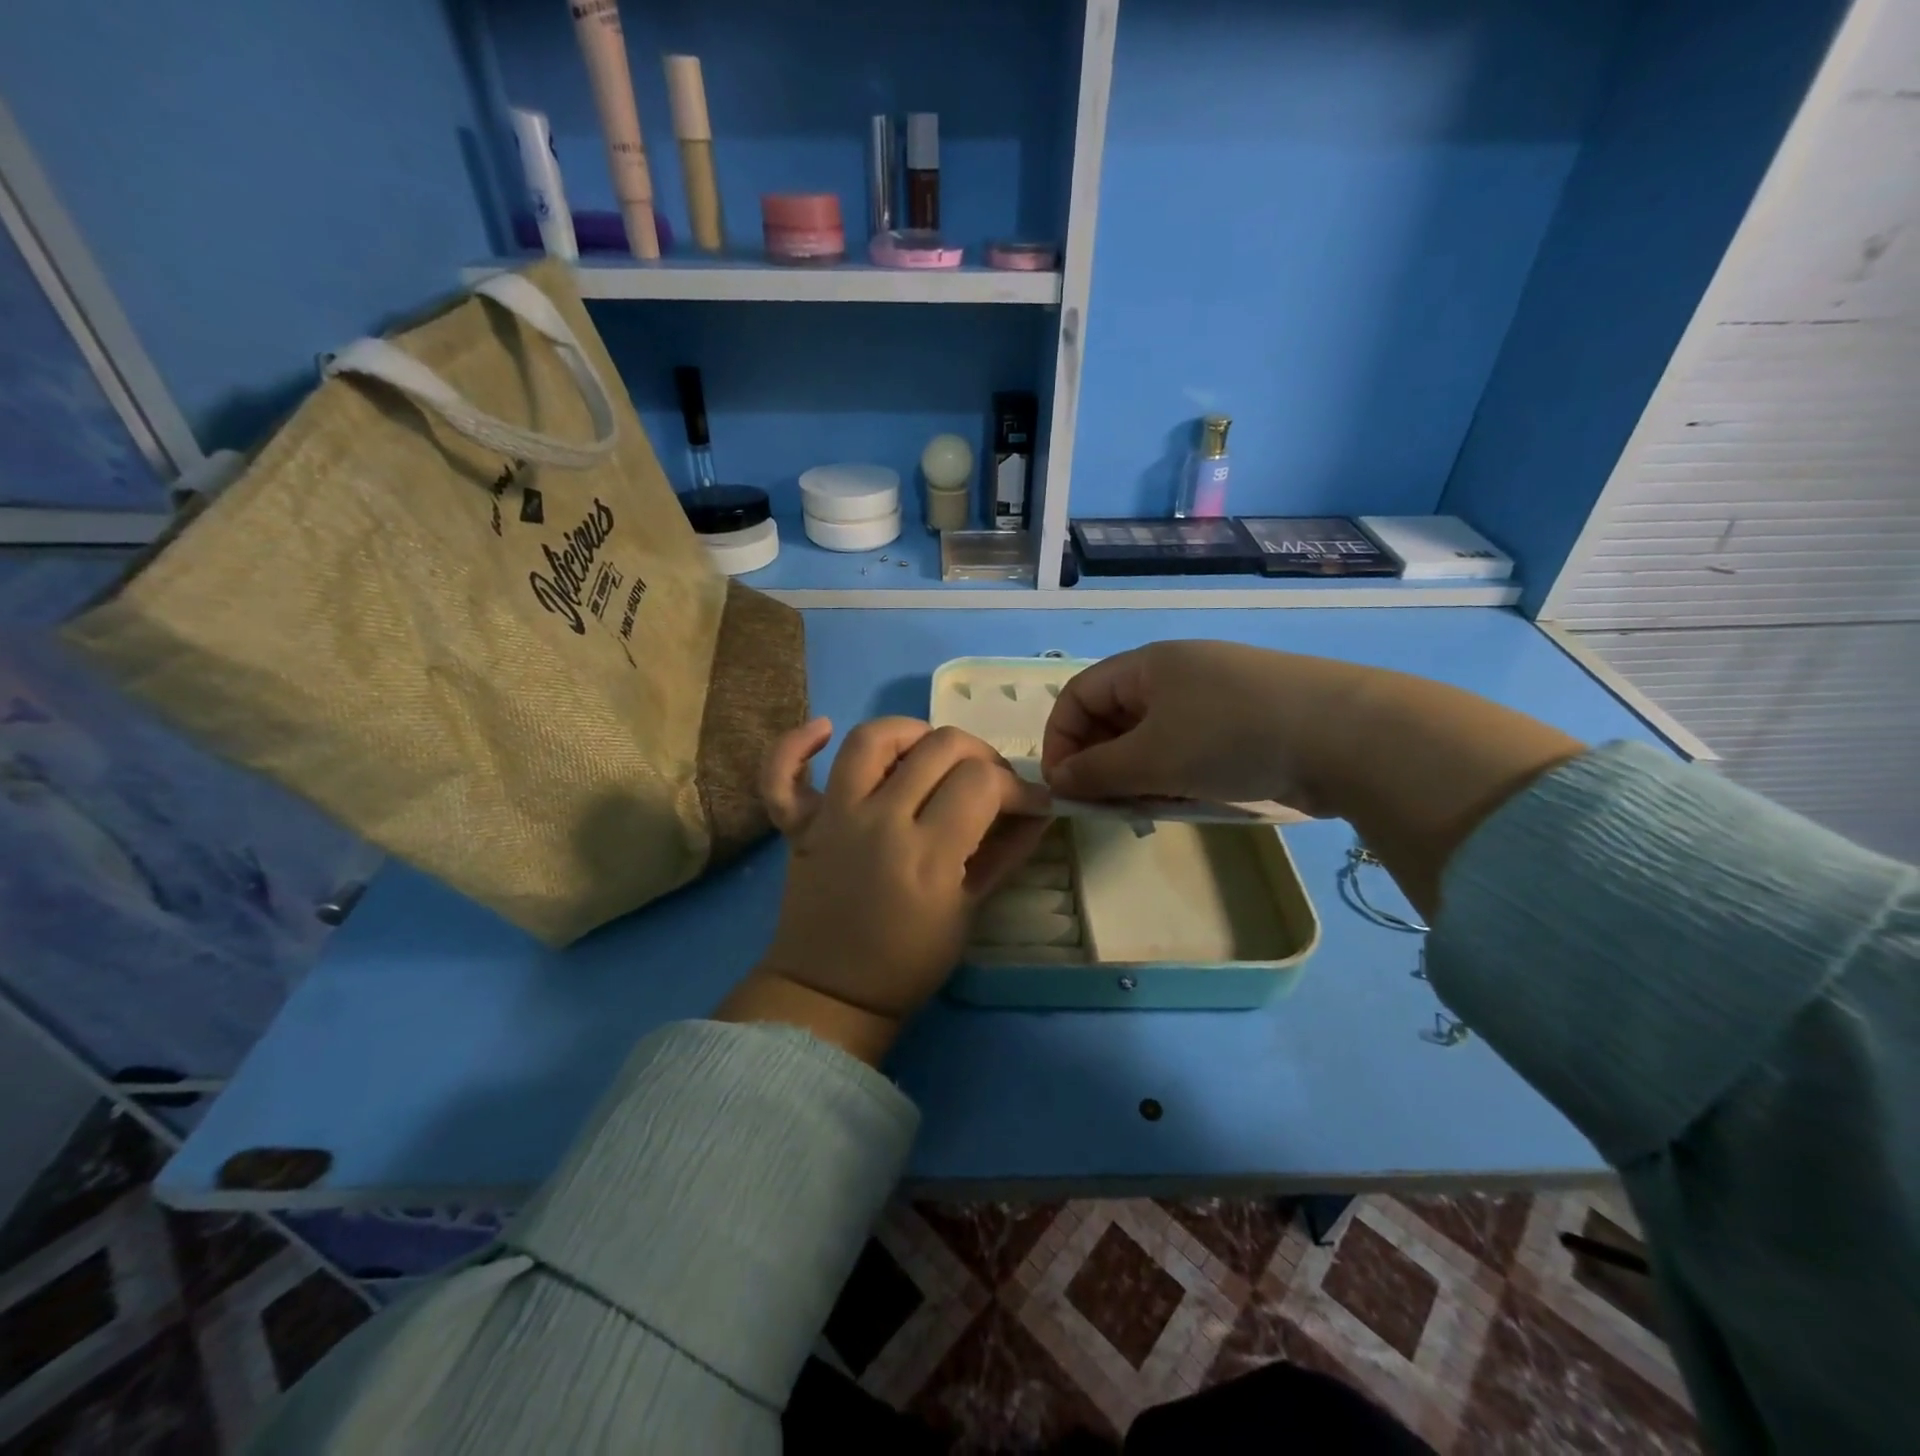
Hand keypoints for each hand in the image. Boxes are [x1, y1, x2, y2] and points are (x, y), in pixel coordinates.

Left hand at [733, 717, 1050, 1044]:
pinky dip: (797, 745)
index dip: (1018, 786)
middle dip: (982, 755)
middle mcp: (879, 821)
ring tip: (929, 750)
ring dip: (912, 732)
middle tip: (990, 782)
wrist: (830, 992)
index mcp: (927, 854)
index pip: (983, 782)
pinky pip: (782, 772)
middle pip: (940, 748)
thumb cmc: (908, 962)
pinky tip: (824, 729)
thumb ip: (1006, 854)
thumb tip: (1039, 811)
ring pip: (871, 738)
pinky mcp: (799, 824)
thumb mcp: (969, 912)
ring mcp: (833, 817)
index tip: (1031, 803)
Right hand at [1042, 641, 1582, 918]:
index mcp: (1146, 665)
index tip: (1064, 787)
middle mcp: (1176, 673)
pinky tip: (1189, 800)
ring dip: (1140, 775)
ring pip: (1153, 737)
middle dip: (1102, 763)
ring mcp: (1215, 696)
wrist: (1346, 735)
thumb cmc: (1231, 736)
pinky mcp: (1246, 721)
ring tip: (1153, 807)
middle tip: (1107, 806)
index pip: (1079, 696)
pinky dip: (1177, 774)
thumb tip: (1058, 780)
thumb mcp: (1152, 758)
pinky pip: (1190, 747)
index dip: (1061, 740)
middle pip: (1114, 717)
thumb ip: (1096, 771)